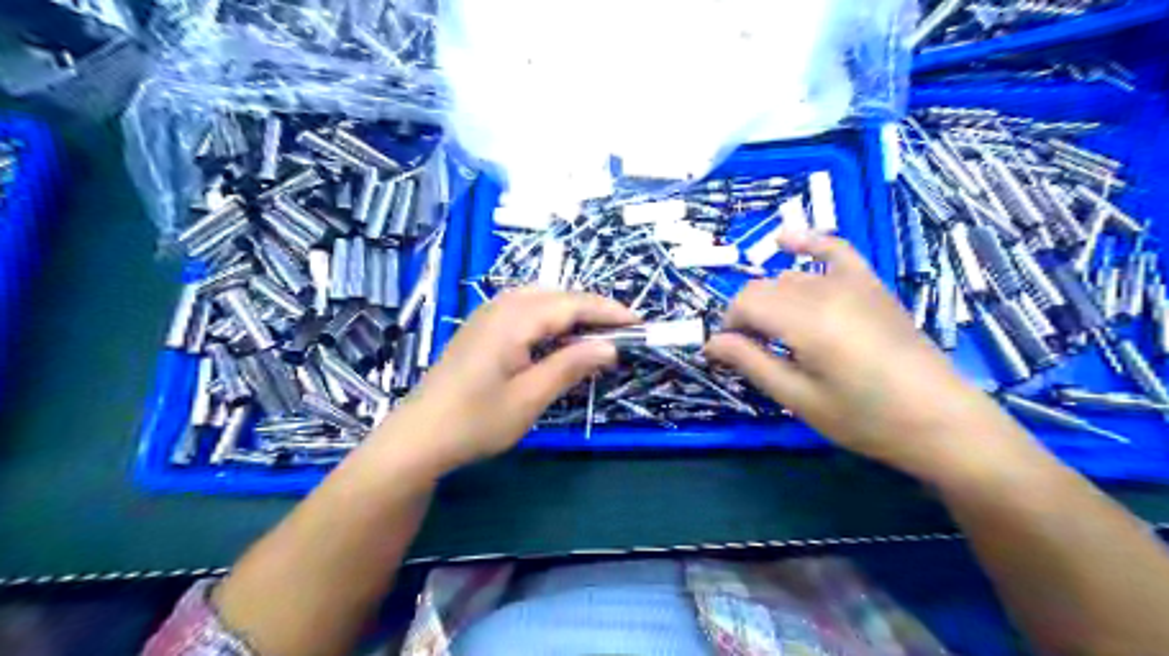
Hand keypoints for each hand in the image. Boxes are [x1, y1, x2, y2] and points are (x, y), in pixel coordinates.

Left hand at [383, 289, 637, 473]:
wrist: (419, 436)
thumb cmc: (476, 421)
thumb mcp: (530, 398)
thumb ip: (570, 366)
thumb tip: (610, 346)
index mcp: (515, 320)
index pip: (572, 305)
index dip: (608, 312)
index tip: (639, 322)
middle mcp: (500, 307)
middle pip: (556, 295)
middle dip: (591, 308)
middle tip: (621, 330)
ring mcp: (486, 315)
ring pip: (539, 298)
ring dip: (570, 310)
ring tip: (594, 331)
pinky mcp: (480, 328)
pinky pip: (523, 308)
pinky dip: (549, 316)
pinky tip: (555, 336)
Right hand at [702, 232, 1025, 480]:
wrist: (939, 419)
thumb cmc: (864, 418)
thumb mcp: (798, 398)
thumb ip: (751, 363)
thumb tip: (711, 343)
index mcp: (806, 321)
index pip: (745, 303)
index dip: (729, 326)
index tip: (727, 354)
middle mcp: (825, 291)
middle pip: (763, 288)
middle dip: (745, 316)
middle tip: (748, 351)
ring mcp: (851, 282)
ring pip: (788, 276)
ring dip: (770, 299)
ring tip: (774, 333)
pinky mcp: (870, 284)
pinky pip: (833, 250)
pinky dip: (807, 243)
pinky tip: (785, 241)